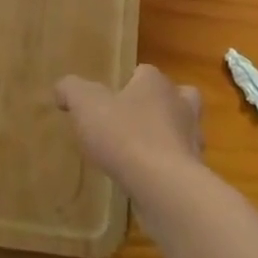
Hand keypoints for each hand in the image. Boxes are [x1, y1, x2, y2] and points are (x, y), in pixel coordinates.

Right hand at [54, 63, 201, 194]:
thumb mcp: (85, 105)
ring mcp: (192, 139)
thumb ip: (71, 90)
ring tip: (141, 151)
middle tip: (136, 119)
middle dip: (161, 104)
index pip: (145, 72)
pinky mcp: (195, 172)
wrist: (164, 186)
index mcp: (156, 83)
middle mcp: (181, 105)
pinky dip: (167, 166)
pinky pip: (181, 162)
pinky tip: (147, 178)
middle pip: (176, 96)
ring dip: (167, 137)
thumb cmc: (124, 135)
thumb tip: (62, 88)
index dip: (128, 81)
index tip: (110, 98)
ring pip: (182, 129)